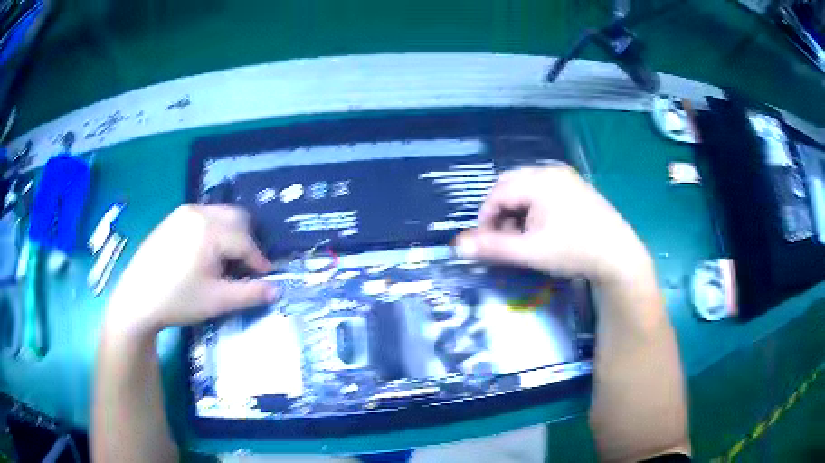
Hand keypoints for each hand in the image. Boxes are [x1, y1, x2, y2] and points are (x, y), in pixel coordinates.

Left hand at [104, 205, 276, 336]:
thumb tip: (277, 289)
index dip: (259, 261)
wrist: (137, 299)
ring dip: (230, 235)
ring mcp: (183, 213)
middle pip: (236, 218)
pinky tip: (204, 255)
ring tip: (224, 261)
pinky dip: (214, 231)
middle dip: (246, 241)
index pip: (245, 241)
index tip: (266, 277)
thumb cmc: (178, 300)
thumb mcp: (217, 300)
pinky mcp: (173, 219)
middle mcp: (198, 212)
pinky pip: (204, 217)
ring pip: (220, 215)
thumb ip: (250, 294)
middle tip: (244, 267)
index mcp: (210, 229)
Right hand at [456, 165, 651, 285]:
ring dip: (516, 211)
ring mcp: (566, 178)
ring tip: (522, 237)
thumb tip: (458, 246)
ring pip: (527, 189)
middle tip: (502, 238)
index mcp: (539, 181)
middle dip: (500, 212)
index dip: (485, 218)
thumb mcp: (531, 252)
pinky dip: (533, 209)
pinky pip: (543, 192)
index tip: (485, 243)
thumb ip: (493, 247)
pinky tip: (541, 229)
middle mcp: (551, 172)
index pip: (498, 193)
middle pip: (511, 185)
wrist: (618, 256)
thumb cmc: (574, 251)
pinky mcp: (576, 188)